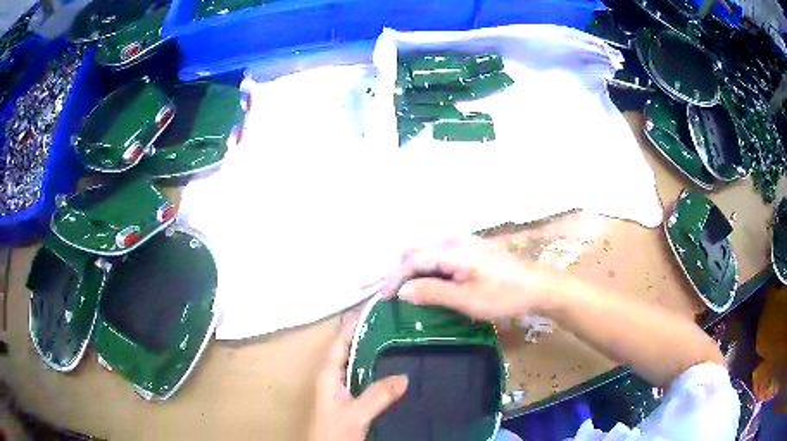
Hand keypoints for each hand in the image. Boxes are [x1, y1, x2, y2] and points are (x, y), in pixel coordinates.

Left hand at [309, 316, 408, 440]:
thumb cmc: (334, 432)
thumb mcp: (356, 414)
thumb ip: (377, 396)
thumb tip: (404, 376)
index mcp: (328, 375)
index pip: (339, 342)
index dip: (352, 324)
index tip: (371, 306)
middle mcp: (332, 377)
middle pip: (348, 349)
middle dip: (365, 333)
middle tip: (389, 318)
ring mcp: (341, 389)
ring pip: (356, 362)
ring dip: (371, 350)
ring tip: (394, 335)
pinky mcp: (349, 399)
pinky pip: (363, 376)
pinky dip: (375, 367)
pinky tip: (391, 367)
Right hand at [382, 236, 554, 319]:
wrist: (538, 286)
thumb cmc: (503, 295)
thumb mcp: (466, 299)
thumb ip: (432, 292)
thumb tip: (402, 291)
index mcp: (453, 250)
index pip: (413, 259)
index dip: (395, 278)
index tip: (385, 298)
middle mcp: (455, 239)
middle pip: (417, 250)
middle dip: (402, 272)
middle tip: (399, 296)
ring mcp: (465, 242)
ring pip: (428, 251)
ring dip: (416, 269)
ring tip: (413, 292)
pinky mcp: (472, 248)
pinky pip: (441, 253)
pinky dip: (430, 267)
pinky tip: (435, 283)